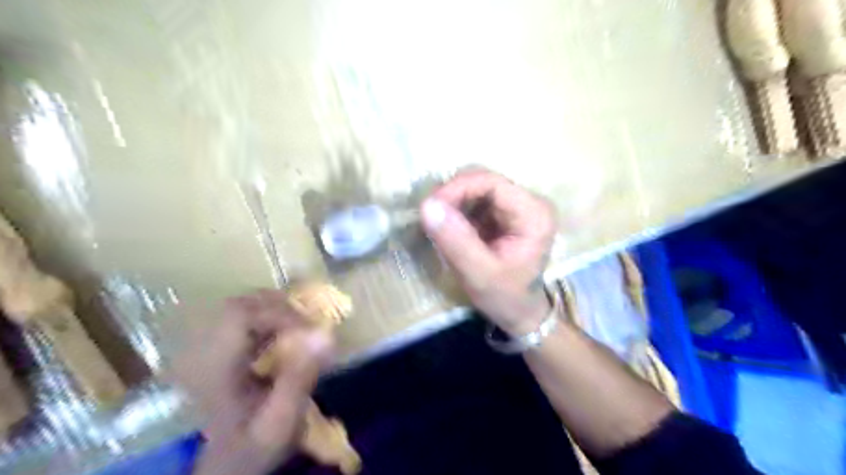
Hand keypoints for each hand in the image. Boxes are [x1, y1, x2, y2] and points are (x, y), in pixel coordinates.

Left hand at [175, 289, 334, 474]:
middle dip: (279, 308)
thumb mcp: (281, 421)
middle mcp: (203, 352)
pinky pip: (242, 318)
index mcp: (213, 368)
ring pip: (241, 307)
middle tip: (308, 325)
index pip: (241, 316)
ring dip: (274, 310)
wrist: (228, 464)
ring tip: (299, 327)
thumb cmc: (255, 444)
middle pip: (239, 305)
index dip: (280, 314)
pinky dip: (267, 318)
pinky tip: (283, 335)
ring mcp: (207, 349)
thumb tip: (325, 334)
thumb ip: (300, 378)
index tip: (312, 330)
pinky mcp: (217, 350)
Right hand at [421, 168, 555, 335]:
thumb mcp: (479, 274)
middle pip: (483, 181)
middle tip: (431, 218)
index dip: (458, 188)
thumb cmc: (505, 297)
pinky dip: (457, 211)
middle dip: (453, 196)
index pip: (491, 182)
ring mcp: (517, 206)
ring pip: (476, 188)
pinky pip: (475, 200)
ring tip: (439, 228)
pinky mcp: (504, 213)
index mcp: (534, 213)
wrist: (519, 312)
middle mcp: (529, 202)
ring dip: (453, 204)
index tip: (431, 207)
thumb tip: (428, 205)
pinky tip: (450, 230)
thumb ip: (455, 241)